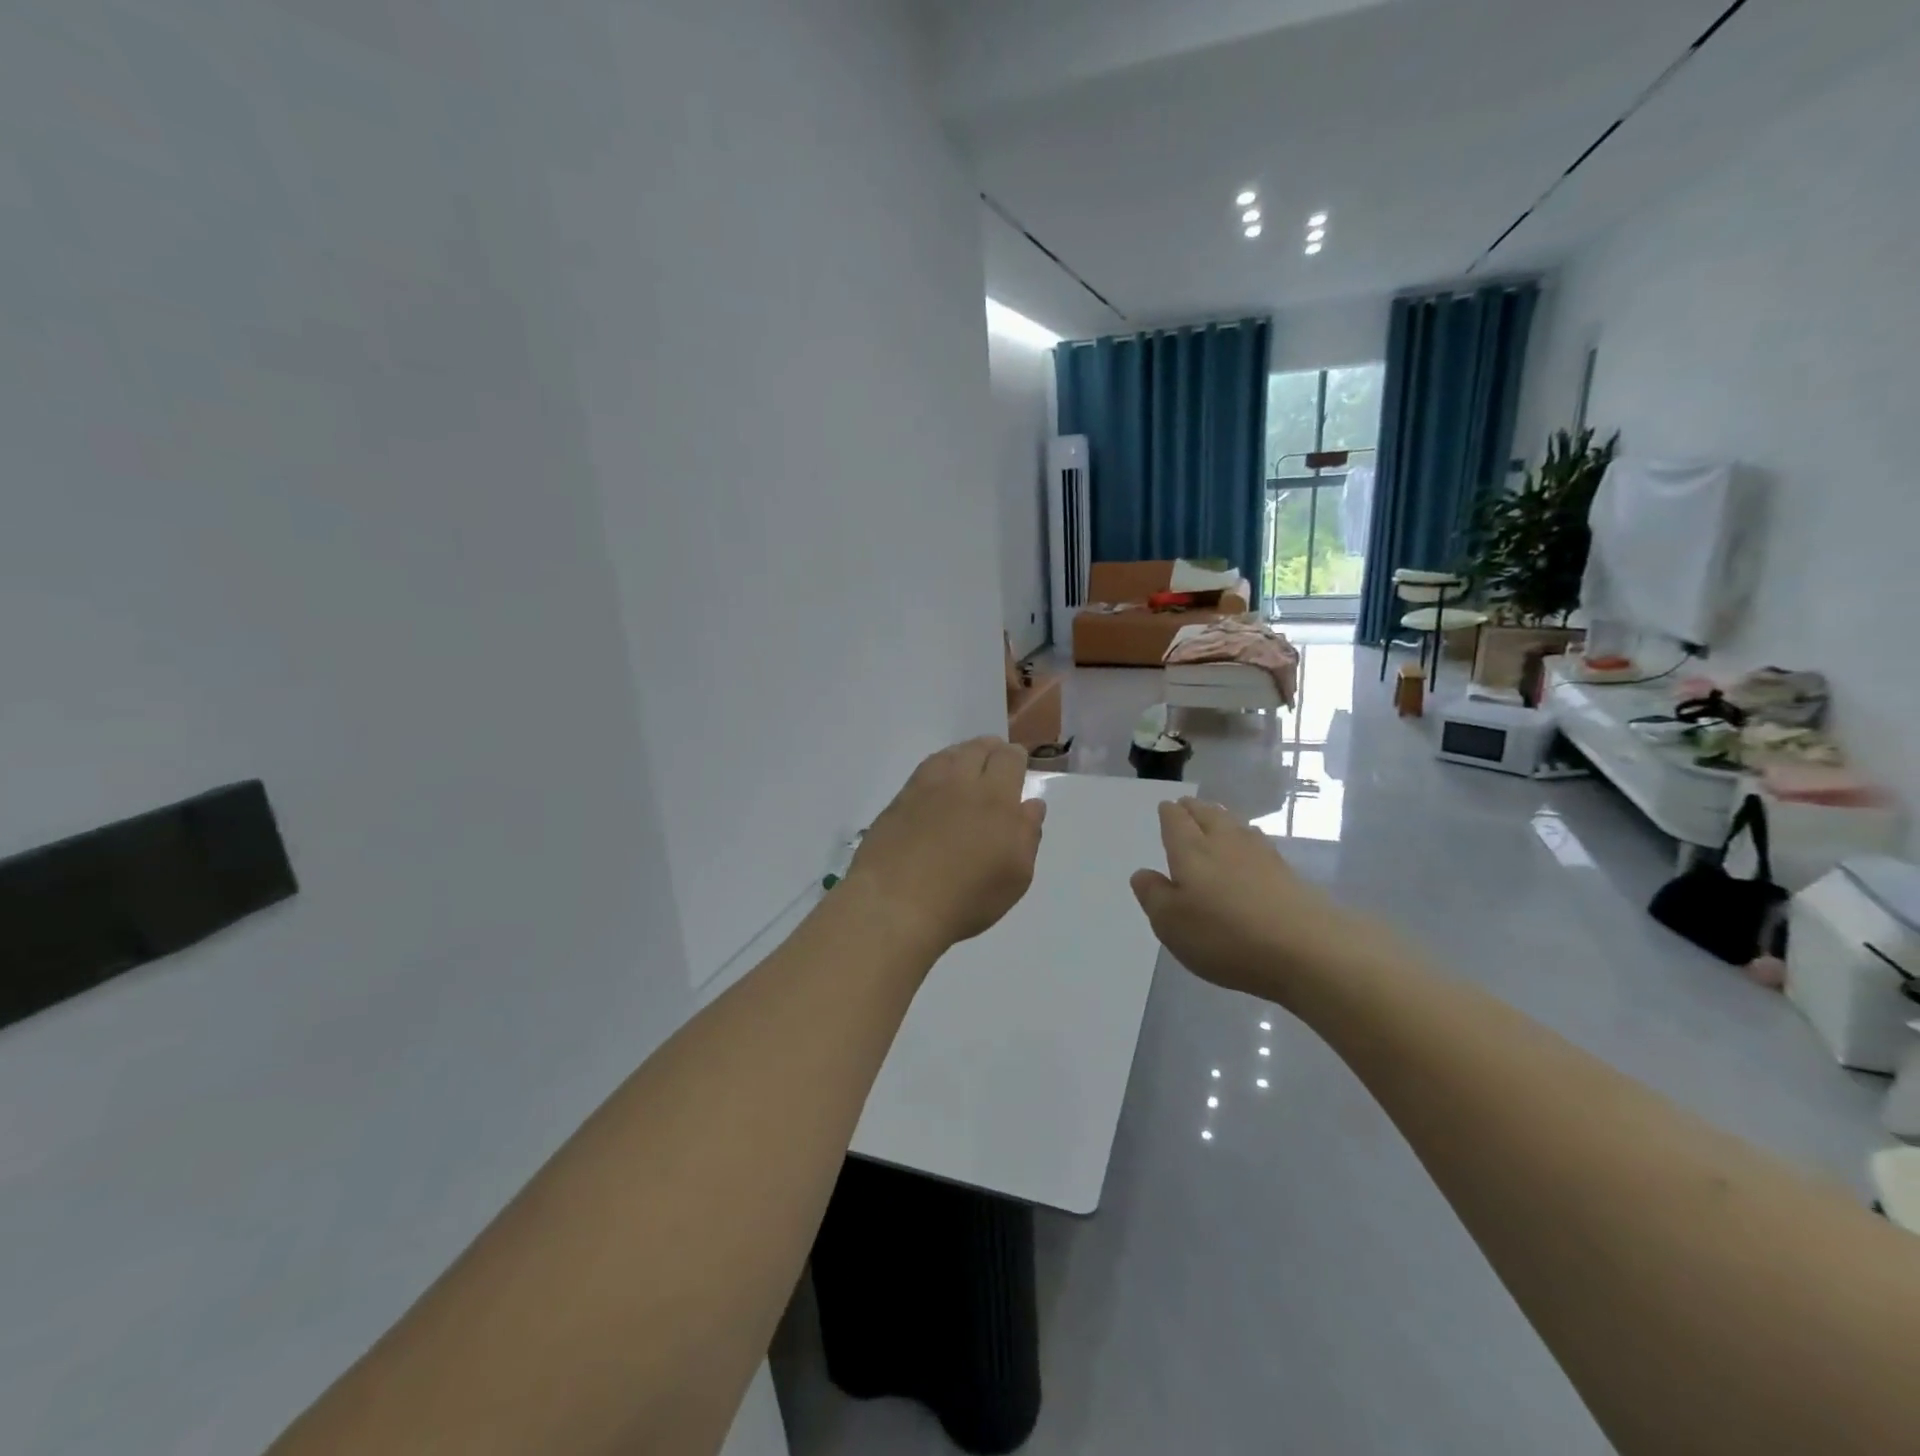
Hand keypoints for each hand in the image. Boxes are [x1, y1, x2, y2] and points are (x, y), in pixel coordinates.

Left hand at [846, 738, 1045, 954]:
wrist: (895, 904)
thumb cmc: (965, 898)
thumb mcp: (1015, 876)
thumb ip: (1027, 834)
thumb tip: (1031, 804)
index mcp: (996, 799)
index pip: (1009, 759)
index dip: (1015, 757)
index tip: (1018, 764)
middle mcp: (961, 783)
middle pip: (978, 749)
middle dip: (991, 750)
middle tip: (995, 759)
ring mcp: (925, 789)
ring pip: (950, 755)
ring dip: (963, 754)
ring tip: (968, 764)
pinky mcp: (899, 801)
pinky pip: (924, 770)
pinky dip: (938, 767)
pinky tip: (938, 781)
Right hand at [1130, 798, 1380, 1002]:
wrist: (1307, 949)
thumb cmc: (1225, 935)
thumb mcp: (1171, 923)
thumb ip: (1153, 895)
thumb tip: (1143, 873)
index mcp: (1191, 850)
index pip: (1176, 820)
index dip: (1169, 813)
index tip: (1166, 808)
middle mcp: (1224, 843)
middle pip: (1208, 814)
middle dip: (1195, 808)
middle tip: (1187, 805)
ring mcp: (1261, 855)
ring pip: (1235, 825)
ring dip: (1222, 818)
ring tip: (1216, 818)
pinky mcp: (1288, 873)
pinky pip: (1258, 844)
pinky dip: (1247, 839)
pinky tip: (1250, 848)